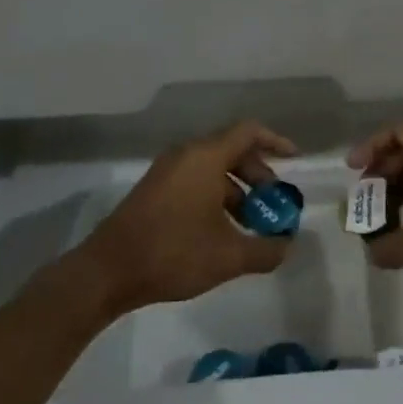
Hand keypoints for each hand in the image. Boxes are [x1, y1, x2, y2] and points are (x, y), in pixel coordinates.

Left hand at [75, 121, 298, 314]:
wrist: (107, 271)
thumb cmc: (172, 253)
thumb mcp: (228, 256)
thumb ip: (266, 249)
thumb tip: (287, 245)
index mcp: (205, 157)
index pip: (249, 132)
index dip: (276, 142)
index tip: (295, 160)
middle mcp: (186, 155)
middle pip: (232, 150)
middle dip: (258, 174)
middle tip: (273, 204)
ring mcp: (167, 171)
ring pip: (213, 168)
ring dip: (237, 190)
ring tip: (250, 225)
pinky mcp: (154, 190)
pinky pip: (195, 180)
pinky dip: (216, 196)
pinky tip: (221, 231)